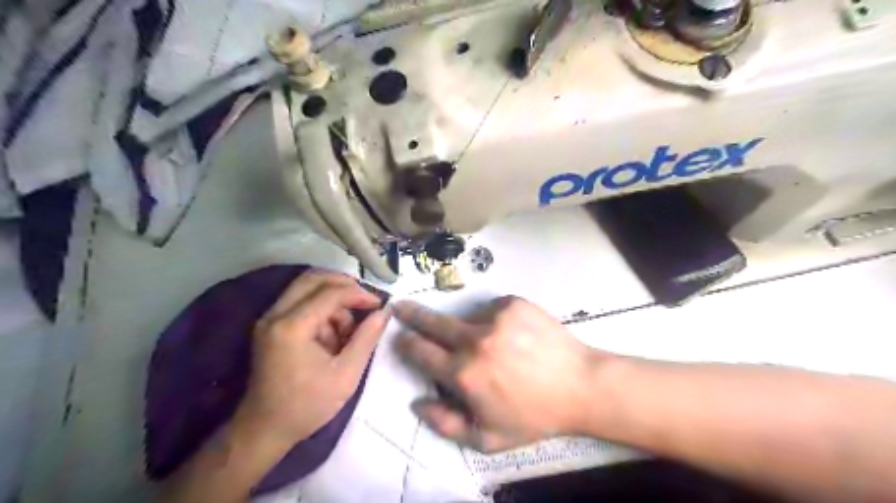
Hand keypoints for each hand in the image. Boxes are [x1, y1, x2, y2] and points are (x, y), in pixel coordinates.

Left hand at [240, 272, 390, 443]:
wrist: (264, 430)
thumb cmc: (307, 406)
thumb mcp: (346, 375)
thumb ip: (367, 338)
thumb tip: (384, 312)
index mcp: (292, 327)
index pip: (330, 293)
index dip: (359, 294)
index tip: (379, 304)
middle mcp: (275, 315)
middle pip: (313, 279)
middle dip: (343, 284)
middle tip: (365, 299)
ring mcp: (269, 320)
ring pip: (306, 289)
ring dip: (332, 301)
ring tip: (347, 332)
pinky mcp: (270, 327)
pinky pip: (300, 303)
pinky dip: (320, 311)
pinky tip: (332, 337)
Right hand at [395, 296, 604, 452]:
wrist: (580, 385)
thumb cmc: (533, 416)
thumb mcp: (487, 438)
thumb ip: (445, 424)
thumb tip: (417, 402)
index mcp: (463, 373)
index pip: (420, 351)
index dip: (407, 344)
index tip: (401, 337)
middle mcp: (474, 339)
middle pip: (432, 322)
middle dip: (412, 314)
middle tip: (400, 305)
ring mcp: (495, 316)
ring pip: (467, 317)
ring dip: (470, 328)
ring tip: (497, 347)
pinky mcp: (513, 302)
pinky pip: (492, 309)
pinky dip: (495, 320)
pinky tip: (513, 335)